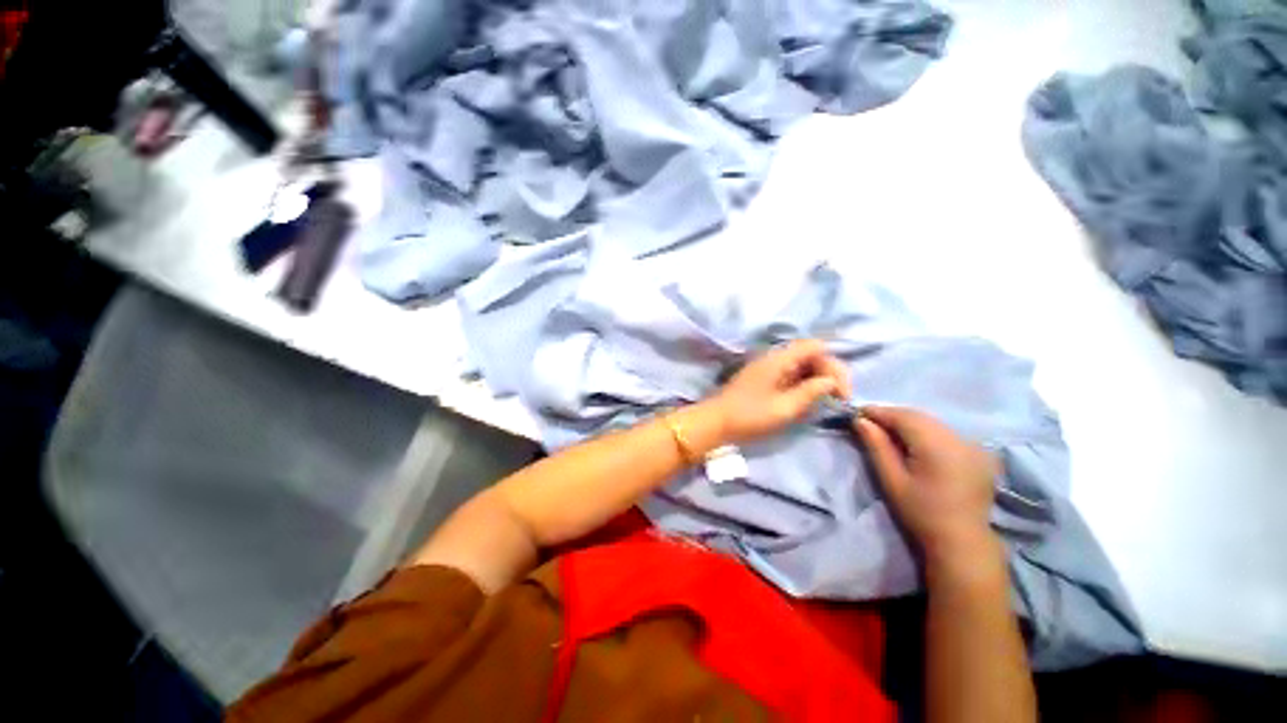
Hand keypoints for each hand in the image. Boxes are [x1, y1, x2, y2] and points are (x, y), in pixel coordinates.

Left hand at [709, 339, 851, 443]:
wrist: (715, 422)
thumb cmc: (749, 416)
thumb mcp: (784, 408)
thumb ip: (811, 392)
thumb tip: (831, 381)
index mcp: (779, 359)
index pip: (815, 347)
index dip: (833, 365)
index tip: (841, 391)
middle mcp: (774, 357)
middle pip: (810, 354)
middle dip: (828, 372)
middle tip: (839, 398)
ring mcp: (767, 367)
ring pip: (801, 365)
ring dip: (817, 379)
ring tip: (827, 400)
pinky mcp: (763, 378)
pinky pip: (790, 374)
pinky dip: (803, 383)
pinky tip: (808, 399)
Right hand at [855, 407, 1000, 572]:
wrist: (961, 541)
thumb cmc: (920, 512)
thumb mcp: (892, 480)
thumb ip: (876, 446)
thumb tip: (860, 420)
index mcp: (938, 446)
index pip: (903, 416)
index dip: (878, 411)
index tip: (857, 413)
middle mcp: (959, 439)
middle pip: (919, 416)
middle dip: (892, 415)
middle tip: (868, 422)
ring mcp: (972, 445)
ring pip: (932, 422)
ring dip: (908, 422)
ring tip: (887, 431)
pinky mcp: (978, 453)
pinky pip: (945, 432)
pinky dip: (925, 430)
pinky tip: (913, 442)